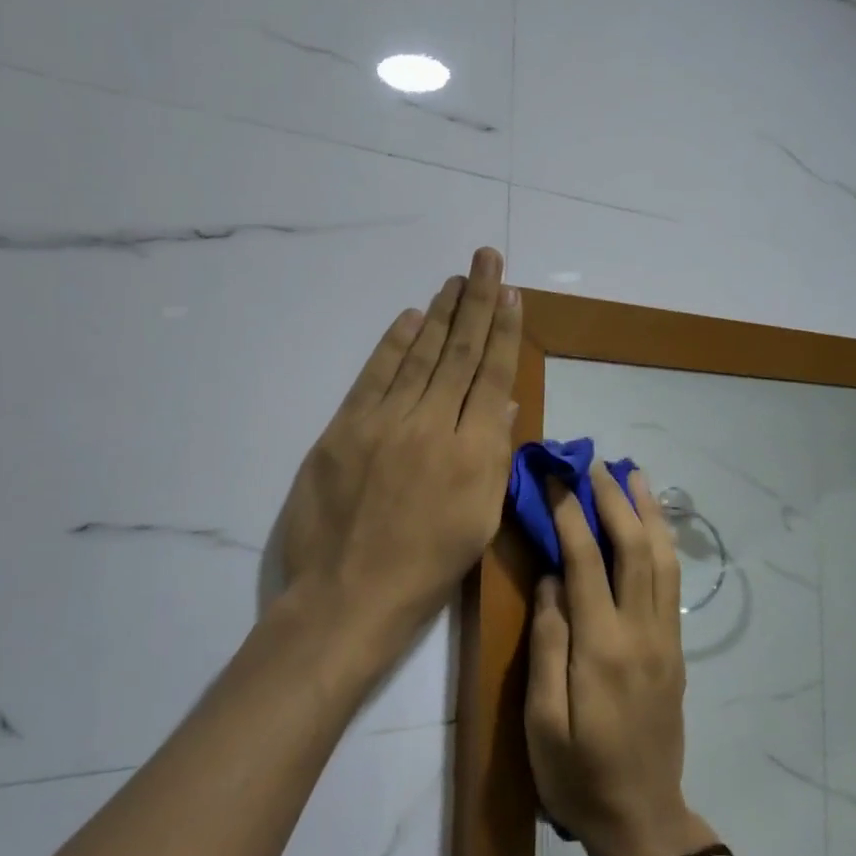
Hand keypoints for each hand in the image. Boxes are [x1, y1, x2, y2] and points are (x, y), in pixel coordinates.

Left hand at [273, 247, 520, 668]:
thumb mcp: (480, 521)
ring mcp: (385, 422)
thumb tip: (503, 403)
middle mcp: (433, 425)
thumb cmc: (427, 569)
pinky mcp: (345, 427)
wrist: (348, 596)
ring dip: (440, 314)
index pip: (492, 375)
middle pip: (458, 353)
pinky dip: (394, 343)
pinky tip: (411, 317)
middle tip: (486, 259)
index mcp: (473, 452)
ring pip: (419, 356)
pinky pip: (375, 375)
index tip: (510, 292)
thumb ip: (494, 456)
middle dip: (476, 302)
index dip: (503, 330)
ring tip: (456, 279)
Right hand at [525, 460, 715, 855]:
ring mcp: (665, 638)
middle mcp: (641, 632)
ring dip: (648, 511)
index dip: (571, 514)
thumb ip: (547, 643)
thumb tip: (553, 580)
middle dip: (614, 499)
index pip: (587, 561)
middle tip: (594, 462)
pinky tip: (653, 524)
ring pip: (662, 558)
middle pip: (634, 548)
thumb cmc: (578, 775)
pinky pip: (671, 581)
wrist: (643, 820)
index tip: (556, 479)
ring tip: (634, 473)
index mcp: (602, 647)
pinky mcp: (674, 649)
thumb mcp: (542, 721)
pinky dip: (663, 541)